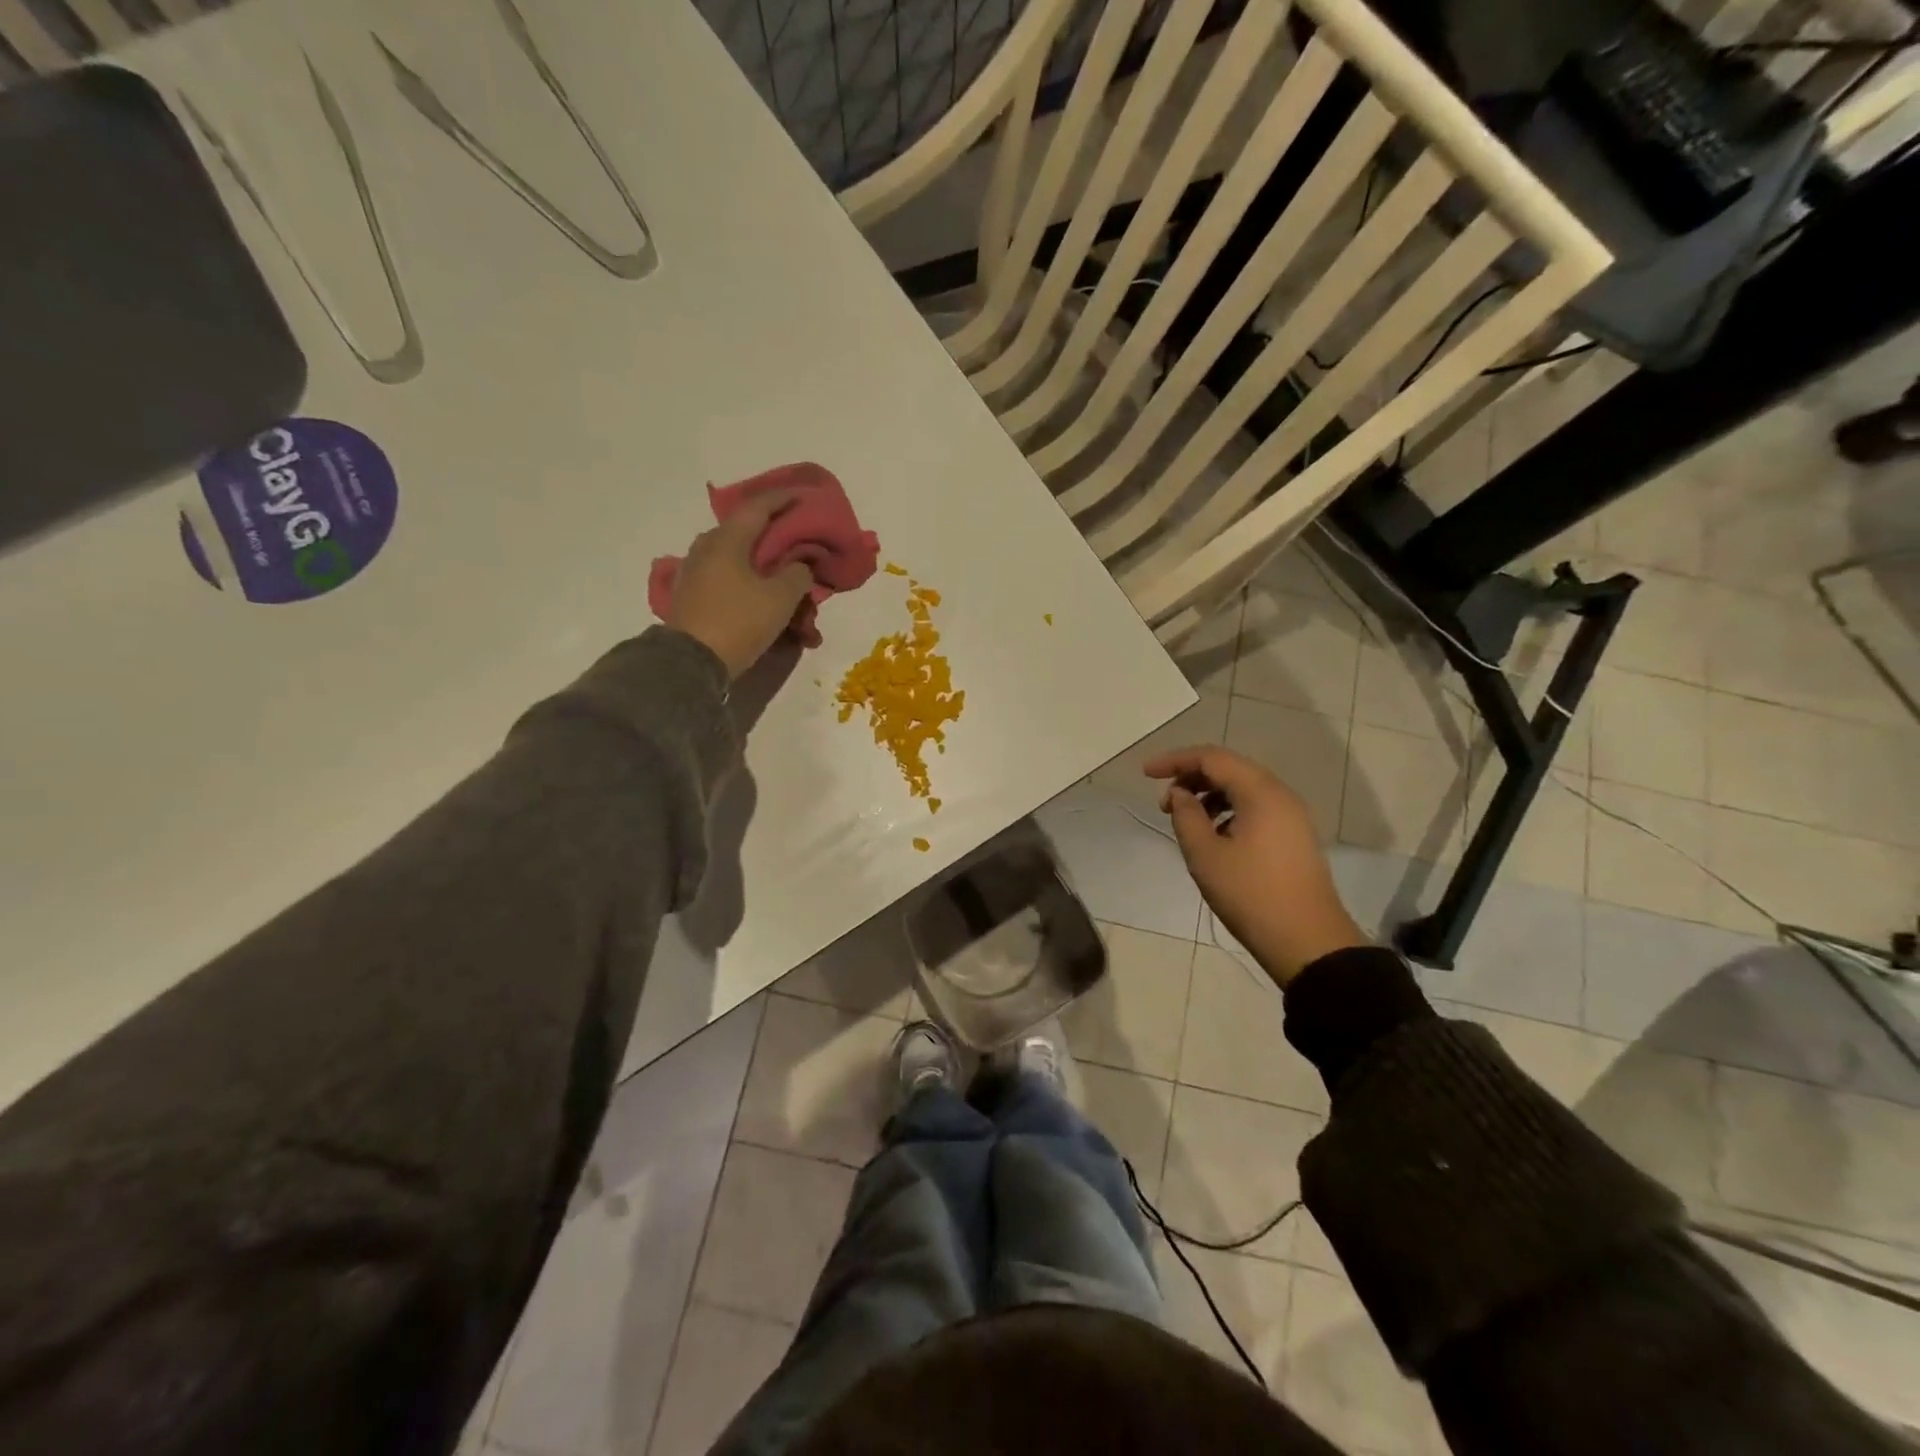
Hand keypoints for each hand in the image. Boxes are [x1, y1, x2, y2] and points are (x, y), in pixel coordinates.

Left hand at [666, 492, 814, 678]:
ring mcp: (695, 571)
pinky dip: (746, 579)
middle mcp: (706, 548)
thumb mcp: (780, 598)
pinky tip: (759, 593)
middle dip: (772, 534)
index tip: (802, 495)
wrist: (691, 662)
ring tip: (781, 574)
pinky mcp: (692, 595)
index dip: (782, 498)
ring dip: (760, 562)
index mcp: (727, 540)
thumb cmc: (739, 621)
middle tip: (795, 539)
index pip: (758, 507)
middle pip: (744, 531)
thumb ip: (797, 575)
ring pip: (735, 556)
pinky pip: (726, 576)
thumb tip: (799, 566)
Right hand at [1143, 745, 1367, 985]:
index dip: (1175, 760)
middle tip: (1164, 803)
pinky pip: (1255, 808)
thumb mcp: (1205, 855)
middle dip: (1191, 778)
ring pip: (1243, 789)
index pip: (1211, 758)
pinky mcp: (1294, 836)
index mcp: (1260, 792)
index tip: (1145, 774)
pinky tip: (1213, 837)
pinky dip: (1228, 811)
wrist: (1307, 941)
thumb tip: (1179, 794)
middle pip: (1229, 769)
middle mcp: (1280, 794)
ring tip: (1185, 821)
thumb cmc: (1250, 894)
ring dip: (1209, 796)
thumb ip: (1186, 816)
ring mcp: (1291, 816)